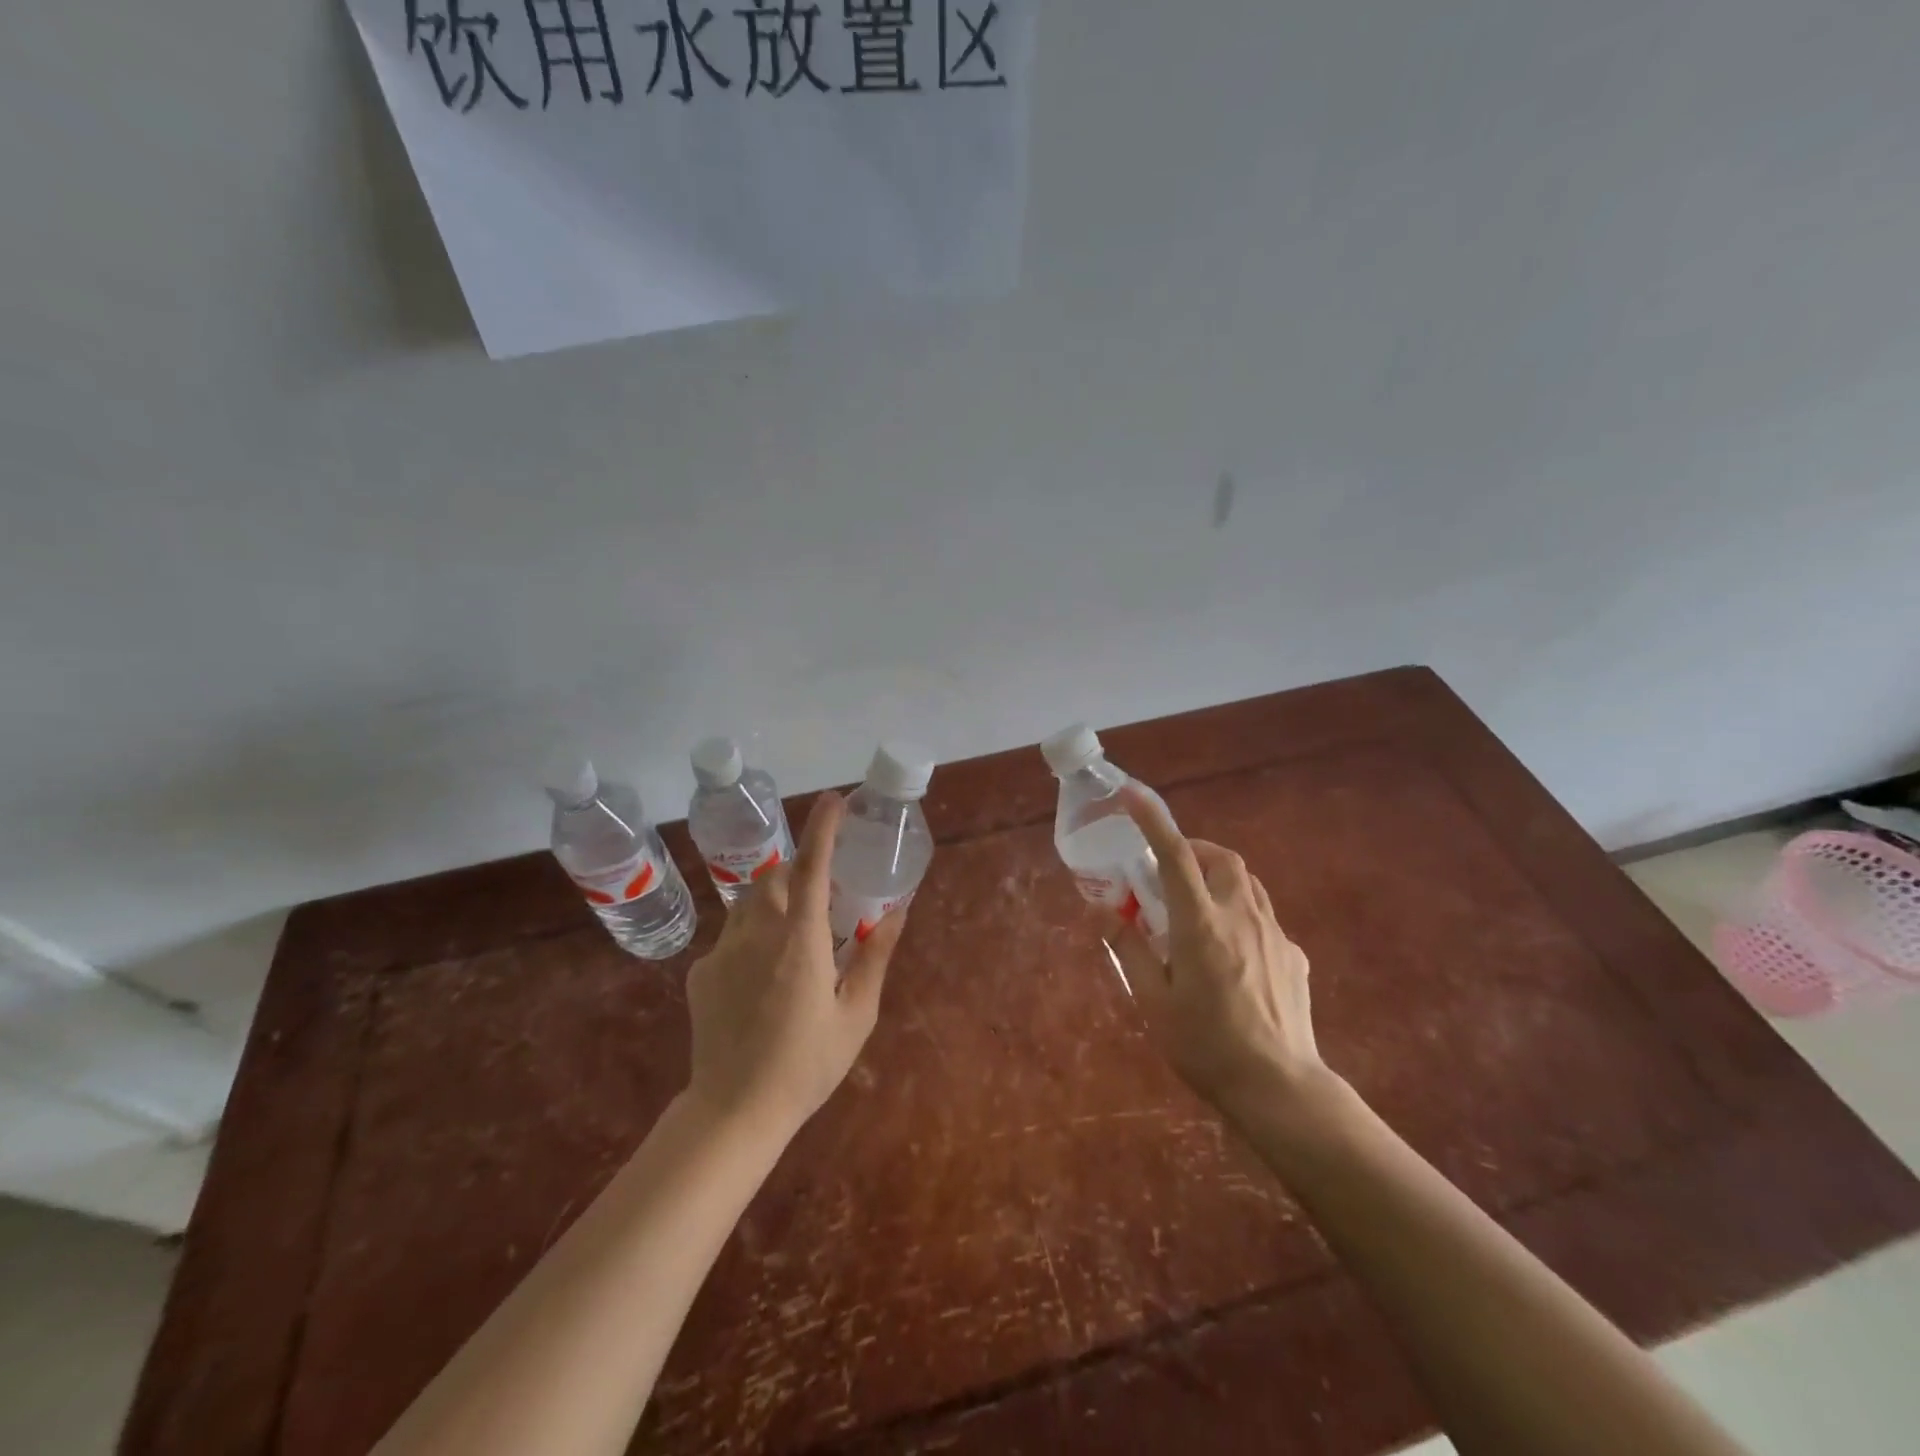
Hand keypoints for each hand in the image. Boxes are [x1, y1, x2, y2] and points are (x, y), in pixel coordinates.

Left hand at [684, 792, 905, 1138]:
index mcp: (801, 942)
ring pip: (749, 902)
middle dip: (798, 871)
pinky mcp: (702, 972)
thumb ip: (875, 957)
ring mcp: (723, 951)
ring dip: (774, 901)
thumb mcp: (856, 1015)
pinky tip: (761, 979)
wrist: (733, 1112)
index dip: (823, 829)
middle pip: (775, 877)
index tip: (834, 800)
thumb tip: (897, 911)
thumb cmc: (806, 1065)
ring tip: (793, 933)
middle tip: (821, 893)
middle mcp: (757, 935)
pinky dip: (752, 938)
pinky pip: (731, 936)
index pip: (812, 868)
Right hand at [1102, 786, 1332, 1125]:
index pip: (1175, 856)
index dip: (1153, 821)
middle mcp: (1241, 917)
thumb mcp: (1153, 1001)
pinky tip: (1229, 953)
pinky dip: (1239, 914)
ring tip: (1196, 907)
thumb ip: (1128, 949)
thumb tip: (1104, 910)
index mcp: (1201, 925)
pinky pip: (1263, 917)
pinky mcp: (1294, 956)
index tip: (1133, 795)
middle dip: (1194, 851)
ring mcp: (1274, 935)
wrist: (1280, 1090)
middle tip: (1169, 873)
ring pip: (1247, 883)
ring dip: (1218, 878)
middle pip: (1222, 859)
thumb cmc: (1206, 1046)